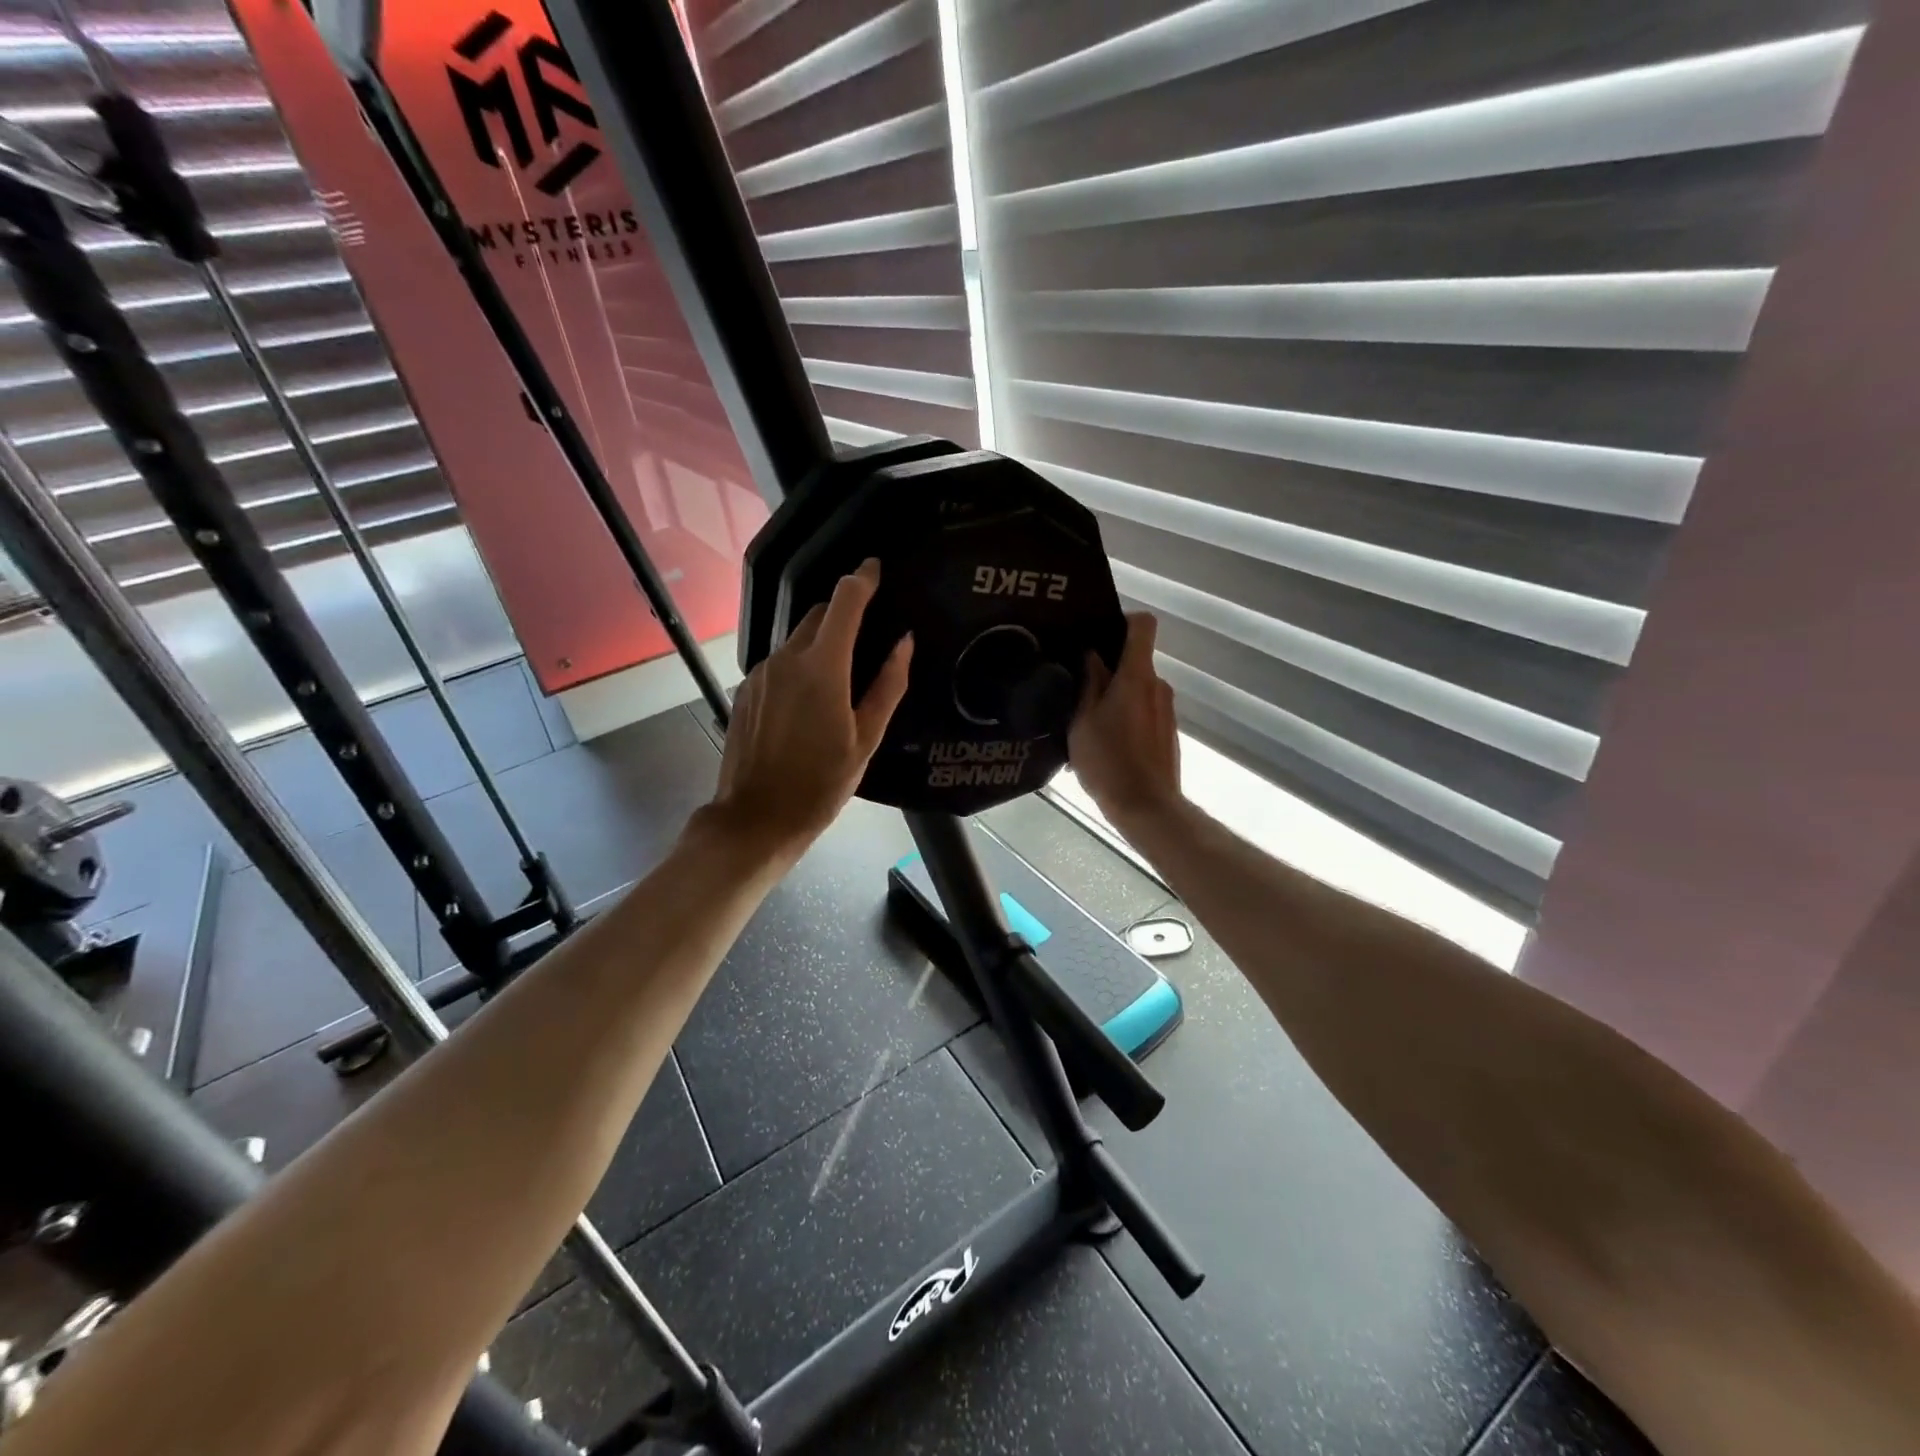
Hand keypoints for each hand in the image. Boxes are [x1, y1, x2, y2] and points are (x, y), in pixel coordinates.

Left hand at [706, 558, 911, 860]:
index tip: (875, 568)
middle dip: (843, 612)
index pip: (844, 602)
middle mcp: (786, 659)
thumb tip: (903, 642)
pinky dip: (800, 665)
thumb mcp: (867, 739)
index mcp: (822, 668)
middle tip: (867, 633)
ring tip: (841, 676)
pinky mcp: (746, 689)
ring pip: (797, 639)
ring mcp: (760, 673)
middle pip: (818, 615)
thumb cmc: (821, 784)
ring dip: (821, 642)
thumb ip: (888, 685)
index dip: (862, 579)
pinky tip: (809, 700)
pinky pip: (779, 662)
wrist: (756, 818)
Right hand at [1069, 612, 1180, 828]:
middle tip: (1077, 687)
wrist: (1146, 807)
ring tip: (1086, 723)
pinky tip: (1104, 745)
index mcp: (1137, 676)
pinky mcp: (1167, 733)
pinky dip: (1125, 719)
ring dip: (1115, 698)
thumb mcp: (1083, 720)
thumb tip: (1092, 655)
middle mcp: (1158, 686)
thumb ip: (1089, 682)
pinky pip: (1143, 713)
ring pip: (1137, 690)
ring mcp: (1166, 710)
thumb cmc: (1108, 761)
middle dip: (1108, 669)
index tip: (1098, 634)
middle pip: (1135, 661)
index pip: (1143, 625)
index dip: (1122, 620)